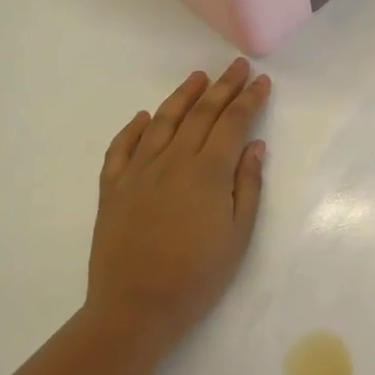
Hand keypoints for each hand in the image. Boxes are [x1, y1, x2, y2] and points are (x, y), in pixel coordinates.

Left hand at [86, 59, 270, 348]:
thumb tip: (254, 146)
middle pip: (201, 114)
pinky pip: (121, 148)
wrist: (136, 308)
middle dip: (223, 87)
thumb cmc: (198, 275)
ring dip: (183, 96)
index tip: (262, 81)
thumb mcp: (238, 234)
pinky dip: (133, 128)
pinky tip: (143, 116)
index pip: (233, 123)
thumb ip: (247, 185)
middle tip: (238, 66)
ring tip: (198, 77)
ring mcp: (138, 172)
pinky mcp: (113, 188)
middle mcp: (173, 161)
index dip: (249, 100)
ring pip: (162, 121)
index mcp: (207, 172)